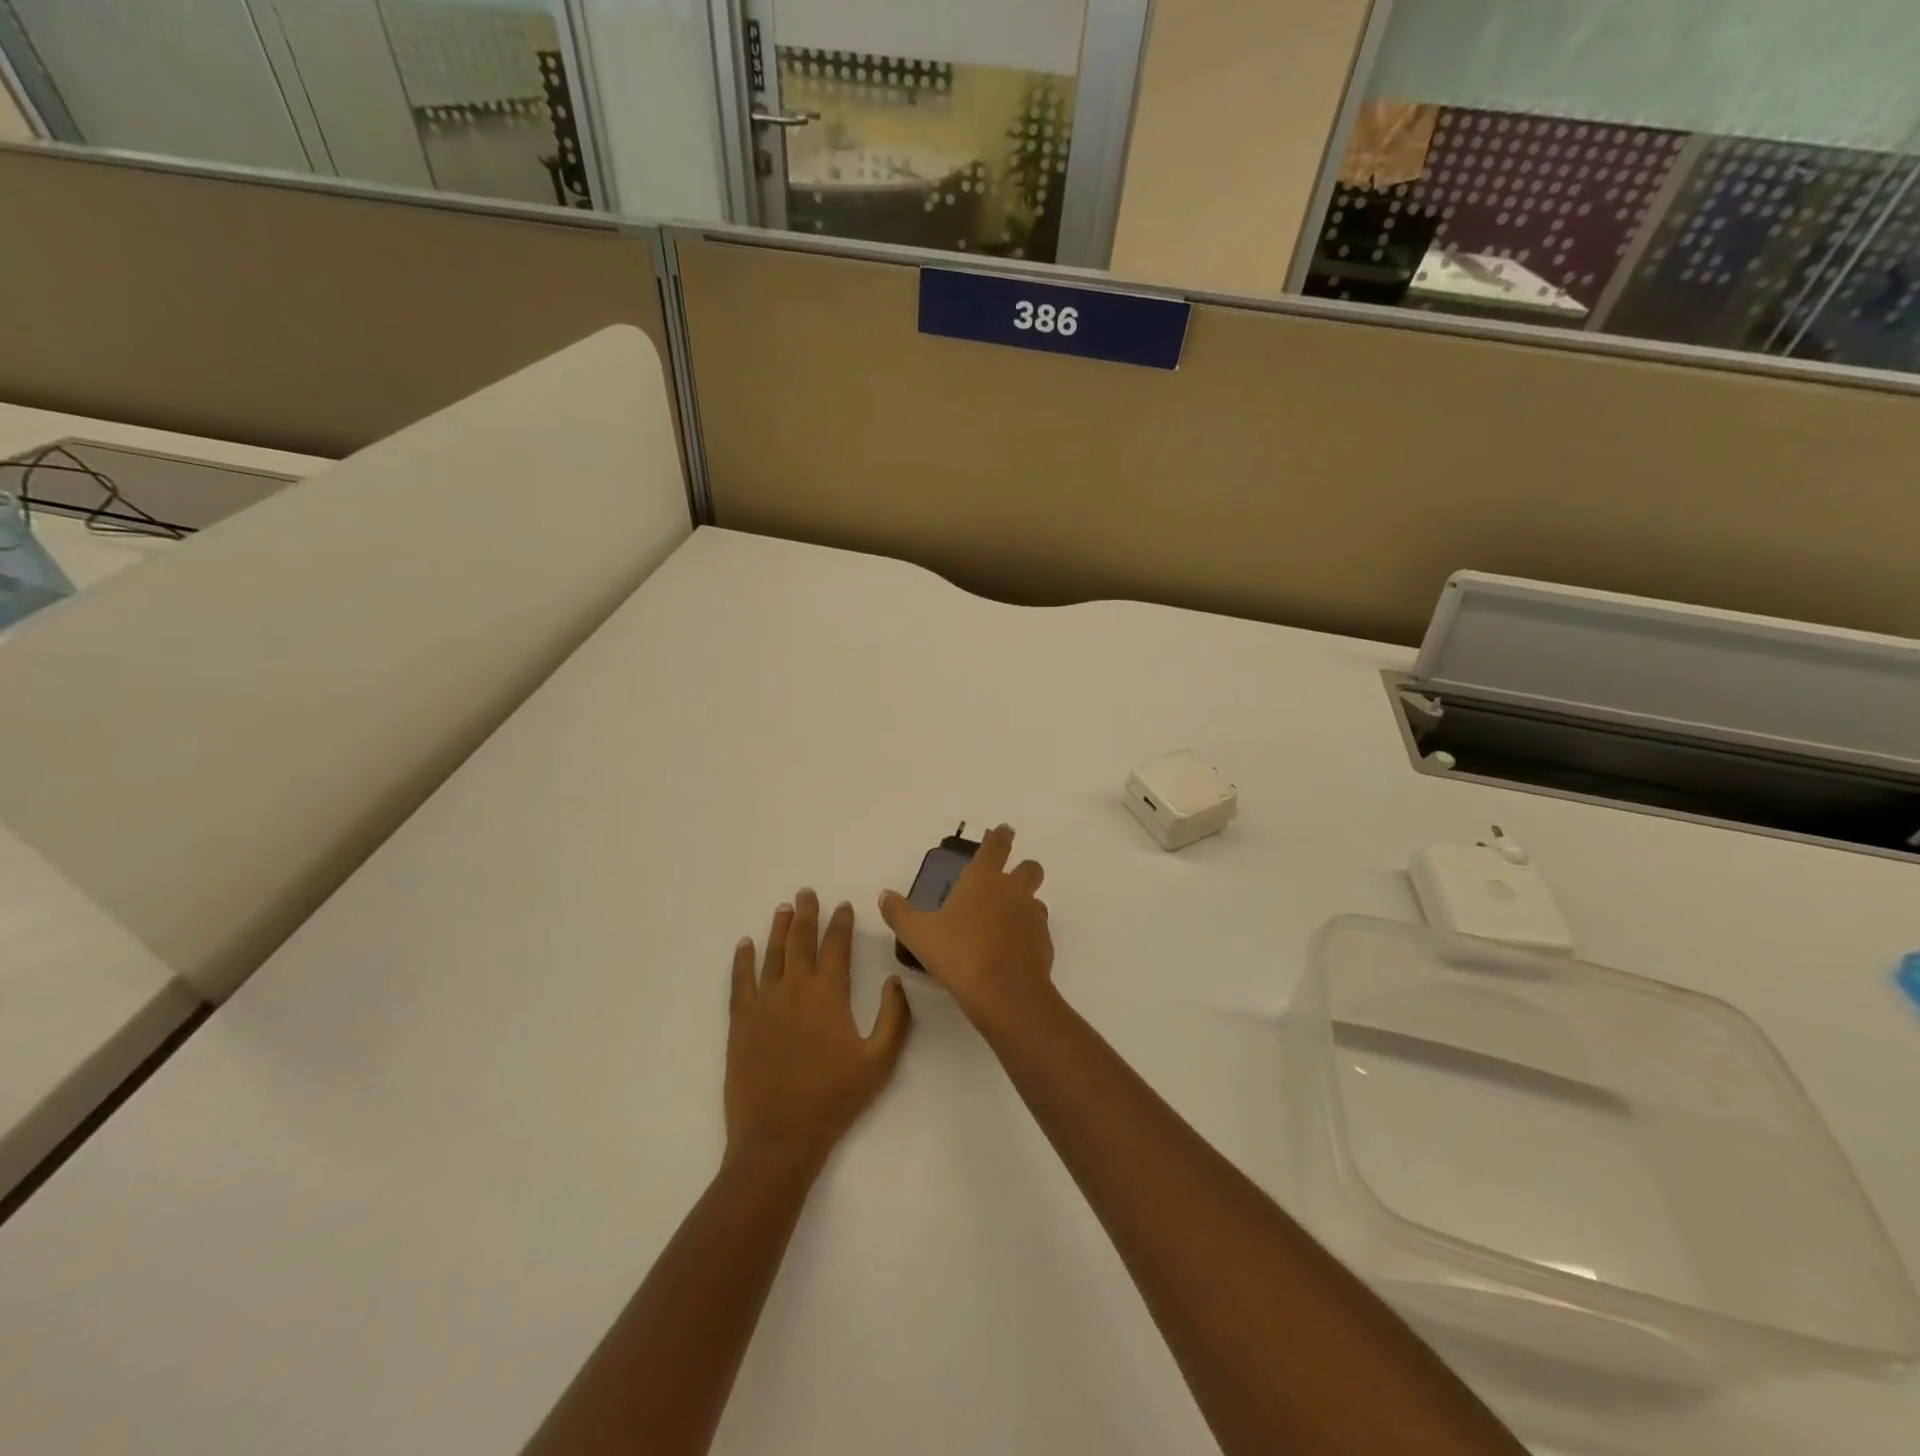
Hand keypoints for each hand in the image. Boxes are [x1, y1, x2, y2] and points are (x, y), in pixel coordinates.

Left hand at [726, 890, 911, 1175]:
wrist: (778, 1137)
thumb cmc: (834, 1099)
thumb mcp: (880, 1061)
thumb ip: (894, 1018)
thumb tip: (894, 981)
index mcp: (829, 995)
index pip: (836, 947)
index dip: (841, 923)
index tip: (844, 905)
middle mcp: (795, 989)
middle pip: (801, 941)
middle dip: (807, 914)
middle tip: (806, 893)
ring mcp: (764, 1003)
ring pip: (772, 954)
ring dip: (779, 929)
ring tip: (784, 909)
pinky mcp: (741, 1022)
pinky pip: (740, 981)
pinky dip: (742, 960)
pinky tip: (745, 945)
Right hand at [879, 824, 1054, 1028]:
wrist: (1004, 993)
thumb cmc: (958, 954)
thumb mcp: (918, 934)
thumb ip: (899, 913)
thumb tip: (884, 895)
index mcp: (983, 880)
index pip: (996, 846)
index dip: (1000, 836)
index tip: (1004, 830)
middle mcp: (1013, 891)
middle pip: (1030, 868)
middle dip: (1023, 869)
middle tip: (1007, 881)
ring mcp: (1033, 916)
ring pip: (1036, 899)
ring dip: (1024, 904)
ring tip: (1004, 923)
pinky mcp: (1044, 942)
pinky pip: (1038, 930)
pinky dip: (1028, 935)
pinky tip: (1011, 952)